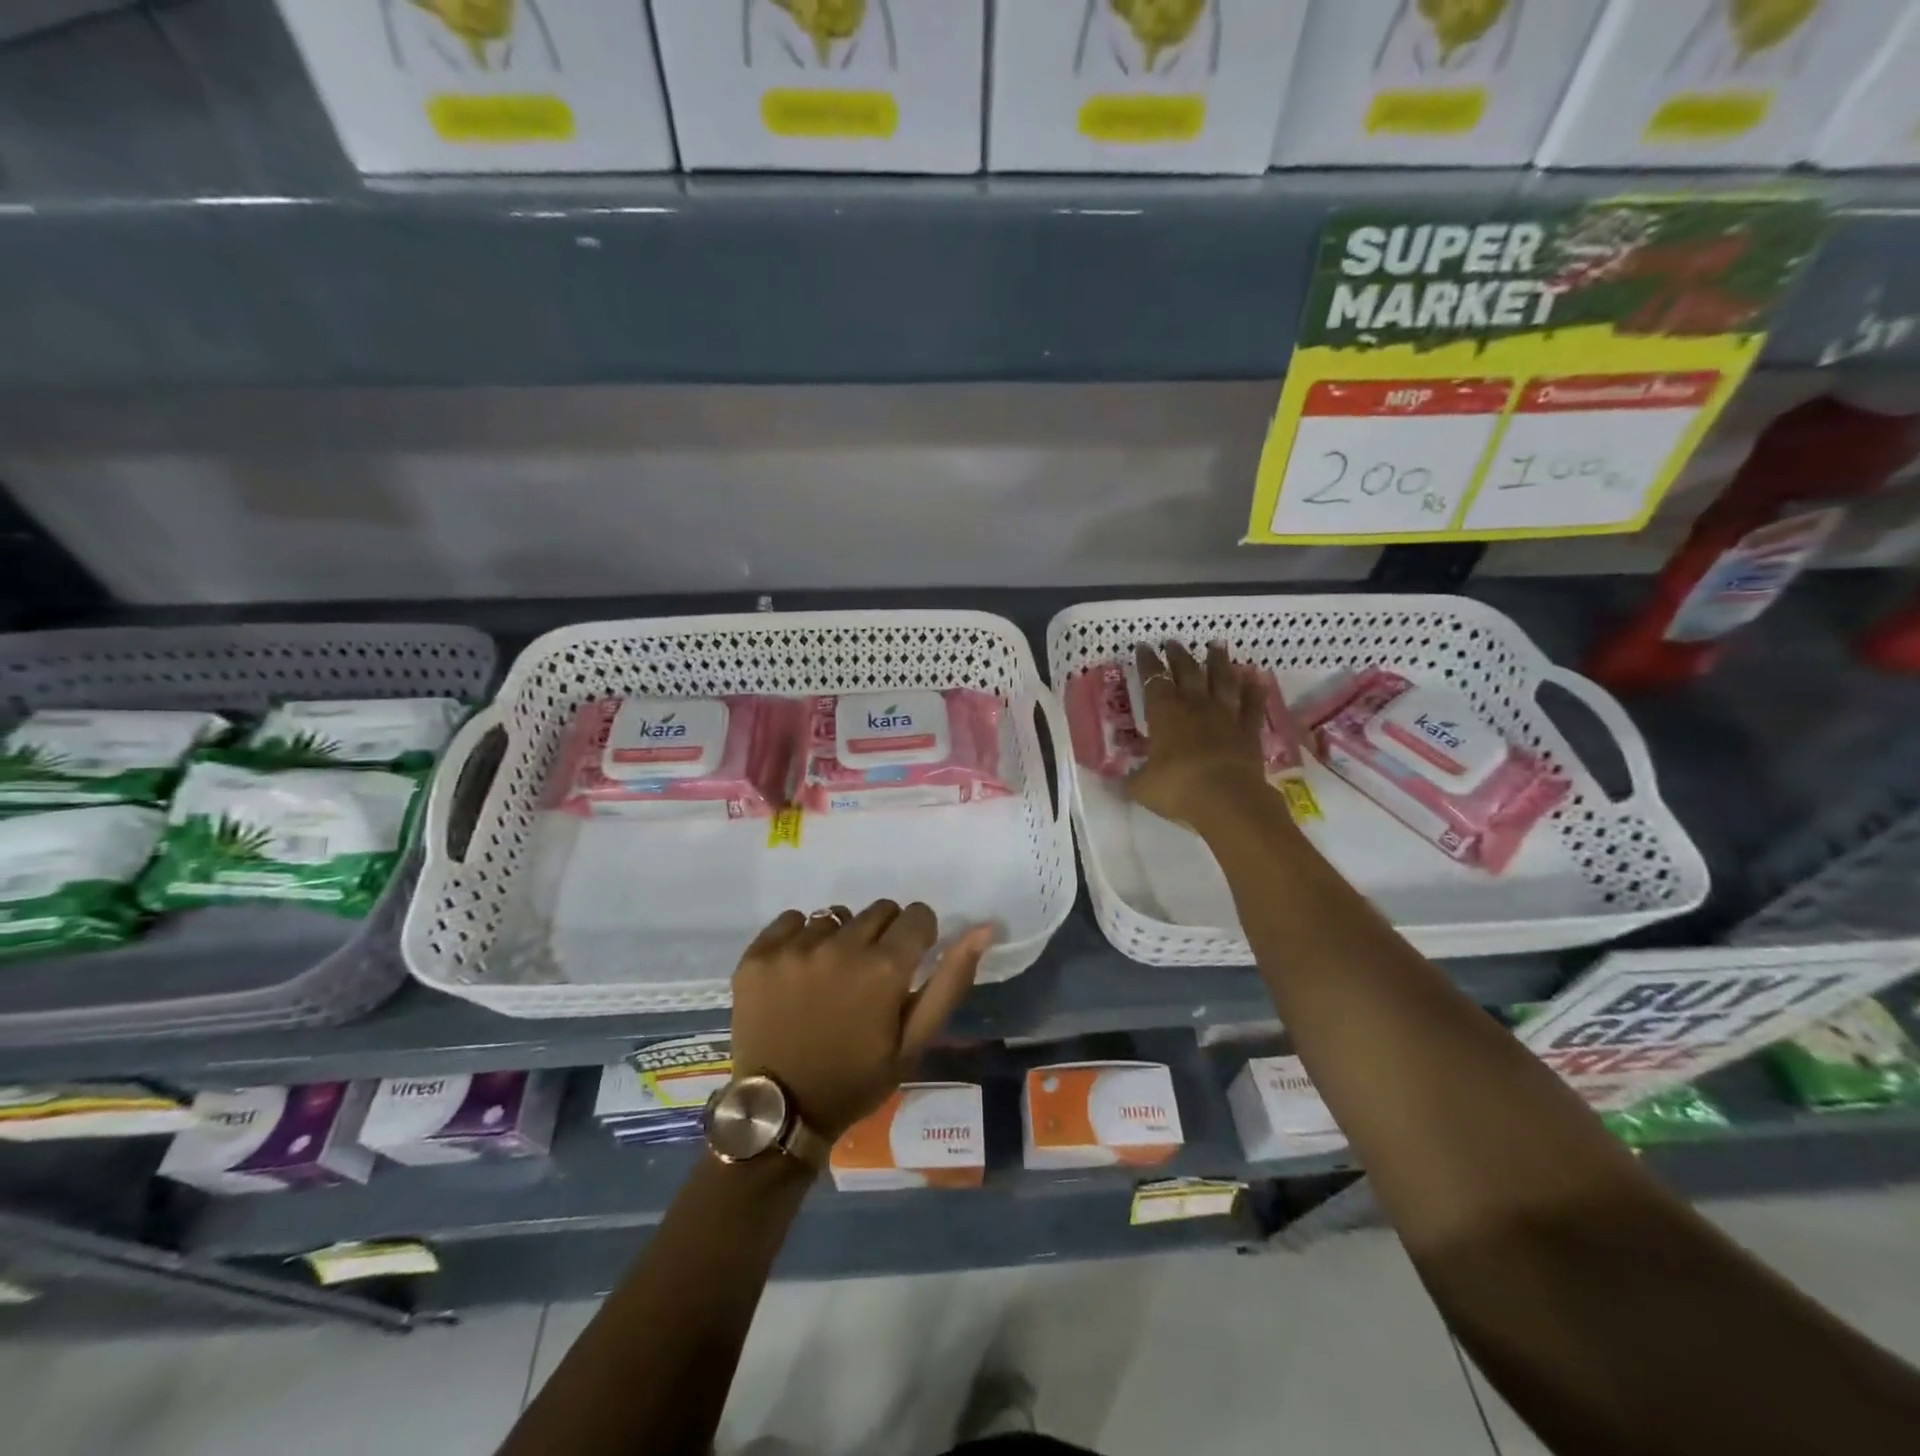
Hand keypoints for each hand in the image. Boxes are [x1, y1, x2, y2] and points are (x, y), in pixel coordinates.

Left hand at [730, 901, 995, 1140]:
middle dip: (884, 935)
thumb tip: (984, 927)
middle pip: (879, 910)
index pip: (917, 915)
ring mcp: (795, 948)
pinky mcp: (759, 954)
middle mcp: (841, 946)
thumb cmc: (856, 1079)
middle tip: (869, 976)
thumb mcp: (914, 1041)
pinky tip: (799, 973)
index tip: (908, 962)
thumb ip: (950, 980)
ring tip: (830, 978)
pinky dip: (801, 939)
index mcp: (884, 968)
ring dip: (841, 938)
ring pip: (835, 916)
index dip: (920, 936)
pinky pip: (793, 921)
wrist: (780, 1111)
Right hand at [1125, 641, 1270, 828]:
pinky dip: (1254, 689)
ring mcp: (1225, 716)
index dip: (1147, 662)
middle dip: (1178, 655)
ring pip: (1222, 680)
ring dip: (1218, 661)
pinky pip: (1252, 704)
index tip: (1144, 647)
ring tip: (1216, 645)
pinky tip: (1255, 676)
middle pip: (1187, 672)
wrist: (1227, 800)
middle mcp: (1195, 706)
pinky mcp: (1249, 731)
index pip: (1153, 679)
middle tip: (1173, 642)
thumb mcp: (1141, 786)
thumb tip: (1116, 780)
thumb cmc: (1177, 788)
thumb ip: (1130, 778)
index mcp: (1164, 713)